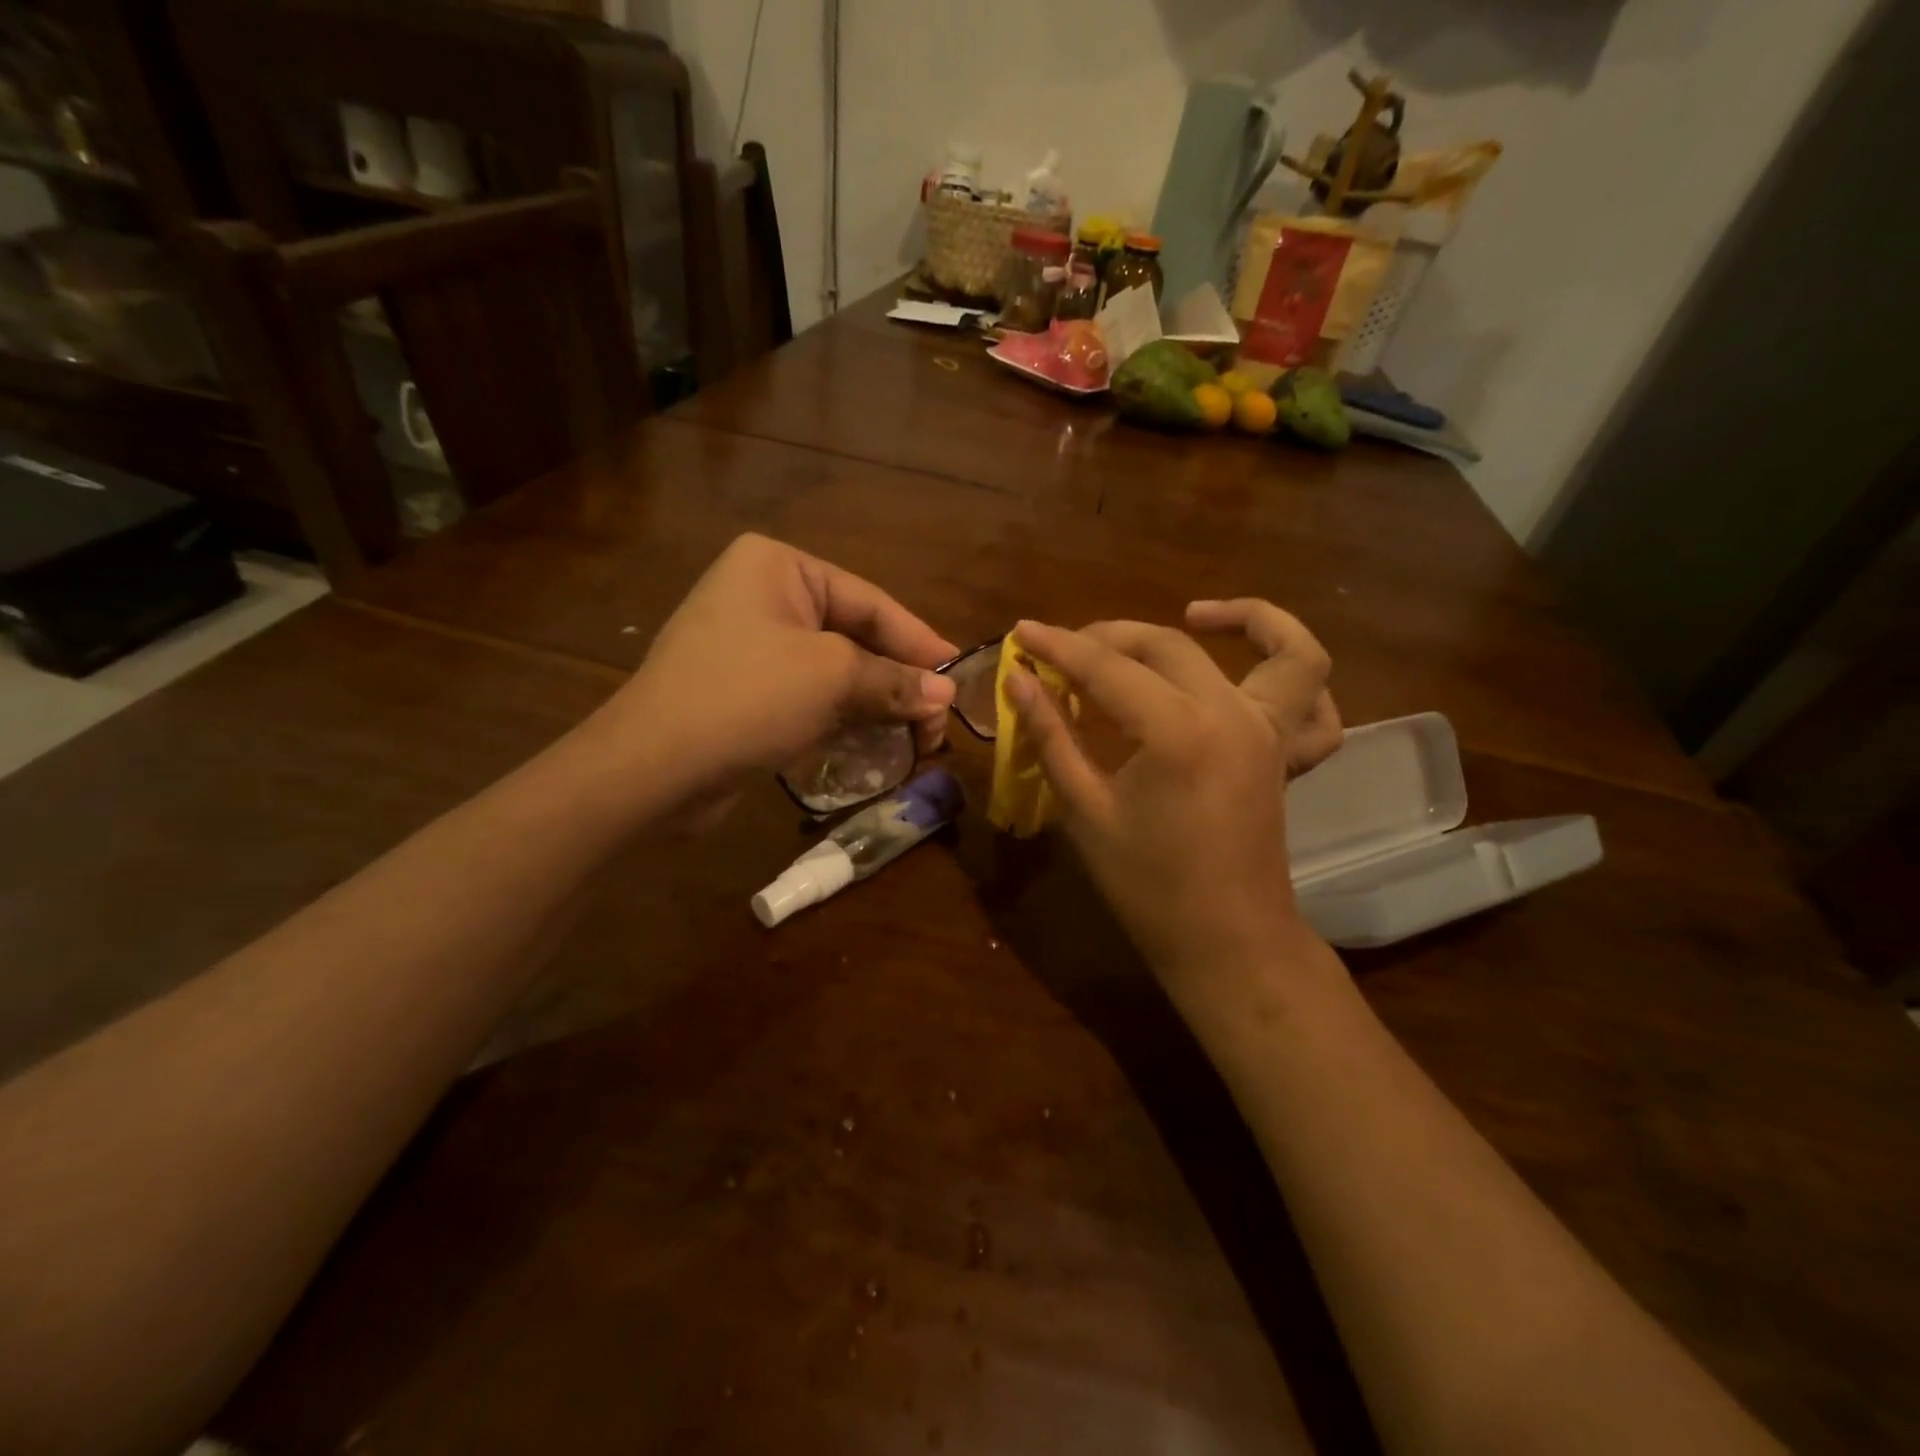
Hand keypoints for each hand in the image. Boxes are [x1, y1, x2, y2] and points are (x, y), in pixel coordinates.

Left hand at [586, 534, 957, 821]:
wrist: (652, 769)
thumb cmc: (747, 697)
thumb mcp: (832, 678)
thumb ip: (893, 681)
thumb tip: (945, 696)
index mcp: (779, 567)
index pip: (870, 602)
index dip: (919, 641)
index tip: (957, 675)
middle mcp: (763, 597)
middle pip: (855, 638)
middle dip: (898, 682)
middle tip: (938, 721)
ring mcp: (751, 647)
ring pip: (835, 673)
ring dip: (876, 707)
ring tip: (918, 740)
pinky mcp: (745, 693)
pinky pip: (810, 698)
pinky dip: (844, 720)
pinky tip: (877, 746)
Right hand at [1009, 601, 1341, 1008]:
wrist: (1224, 942)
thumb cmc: (1147, 887)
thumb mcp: (1085, 811)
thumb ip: (1052, 737)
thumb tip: (1018, 681)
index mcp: (1177, 731)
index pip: (1106, 668)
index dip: (1058, 646)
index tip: (1022, 631)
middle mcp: (1234, 715)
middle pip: (1169, 645)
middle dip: (1110, 636)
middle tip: (1065, 648)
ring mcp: (1272, 732)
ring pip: (1284, 652)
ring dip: (1248, 619)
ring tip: (1196, 613)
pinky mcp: (1287, 754)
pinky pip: (1318, 705)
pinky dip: (1297, 677)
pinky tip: (1255, 672)